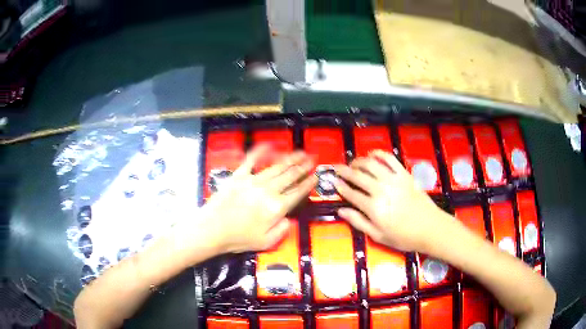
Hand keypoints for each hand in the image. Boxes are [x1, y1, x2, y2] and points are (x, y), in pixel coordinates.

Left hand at [202, 145, 316, 253]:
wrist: (212, 229)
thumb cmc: (239, 239)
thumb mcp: (266, 242)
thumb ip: (282, 230)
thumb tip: (289, 218)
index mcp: (277, 207)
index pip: (297, 193)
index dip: (308, 184)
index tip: (316, 176)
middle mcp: (268, 191)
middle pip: (290, 176)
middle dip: (303, 168)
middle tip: (312, 159)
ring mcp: (253, 180)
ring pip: (276, 167)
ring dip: (290, 159)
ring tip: (300, 152)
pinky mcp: (239, 176)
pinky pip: (251, 160)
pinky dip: (260, 151)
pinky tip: (268, 145)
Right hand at [334, 150, 446, 251]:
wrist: (430, 228)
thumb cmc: (403, 236)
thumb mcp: (378, 235)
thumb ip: (358, 222)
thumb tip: (341, 210)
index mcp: (373, 208)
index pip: (351, 193)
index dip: (340, 186)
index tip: (332, 181)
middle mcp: (381, 190)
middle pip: (358, 175)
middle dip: (344, 171)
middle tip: (337, 168)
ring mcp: (394, 180)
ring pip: (371, 164)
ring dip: (359, 161)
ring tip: (353, 163)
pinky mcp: (405, 174)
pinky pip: (390, 159)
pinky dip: (379, 154)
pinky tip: (372, 154)